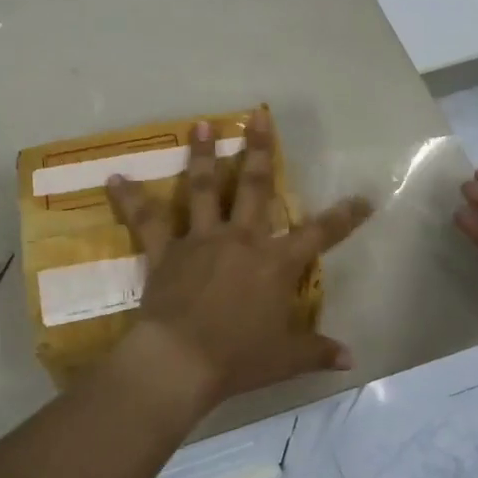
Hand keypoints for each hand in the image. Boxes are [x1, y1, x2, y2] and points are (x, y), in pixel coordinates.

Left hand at [105, 108, 372, 408]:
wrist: (182, 360)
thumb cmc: (239, 359)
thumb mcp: (286, 358)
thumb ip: (318, 351)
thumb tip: (351, 358)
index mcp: (276, 263)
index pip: (319, 235)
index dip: (344, 217)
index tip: (363, 197)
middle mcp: (241, 240)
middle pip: (254, 186)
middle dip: (259, 150)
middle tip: (258, 116)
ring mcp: (201, 240)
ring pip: (203, 188)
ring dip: (202, 155)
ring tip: (201, 124)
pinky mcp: (166, 250)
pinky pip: (146, 220)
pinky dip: (129, 199)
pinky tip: (114, 178)